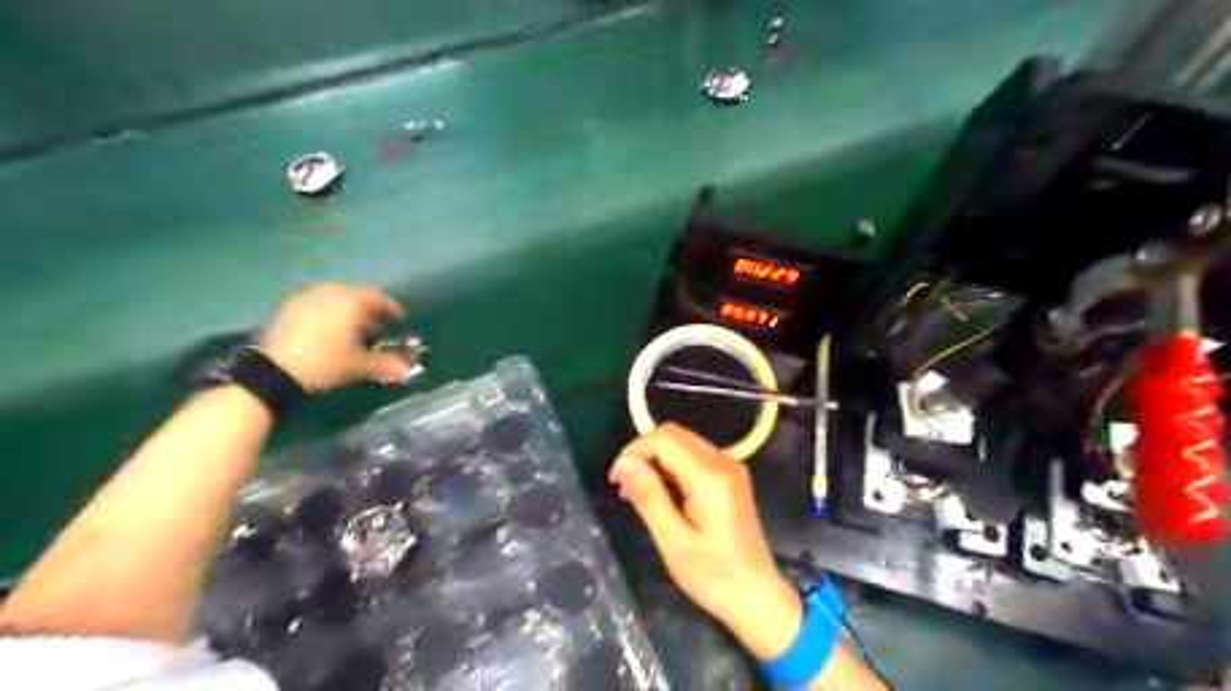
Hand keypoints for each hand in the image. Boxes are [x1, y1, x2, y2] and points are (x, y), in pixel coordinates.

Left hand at [259, 280, 406, 391]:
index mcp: (350, 300)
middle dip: (369, 309)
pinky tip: (331, 331)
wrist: (275, 371)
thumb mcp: (360, 365)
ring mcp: (306, 298)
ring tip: (355, 329)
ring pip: (335, 299)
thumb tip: (407, 371)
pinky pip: (318, 306)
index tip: (399, 319)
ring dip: (348, 310)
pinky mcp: (289, 309)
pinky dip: (329, 314)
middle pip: (356, 295)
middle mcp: (330, 292)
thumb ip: (386, 365)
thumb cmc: (327, 361)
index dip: (392, 308)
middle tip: (379, 324)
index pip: (378, 297)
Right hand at [606, 426, 803, 658]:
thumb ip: (649, 496)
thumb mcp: (672, 540)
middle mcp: (723, 461)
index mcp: (710, 475)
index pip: (664, 439)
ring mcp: (730, 467)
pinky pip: (694, 456)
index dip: (634, 451)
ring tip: (636, 492)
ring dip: (656, 458)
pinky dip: (671, 466)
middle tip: (623, 485)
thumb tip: (625, 463)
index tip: (616, 480)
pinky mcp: (731, 477)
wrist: (757, 597)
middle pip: (674, 434)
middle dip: (643, 452)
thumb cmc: (713, 575)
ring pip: (683, 443)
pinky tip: (660, 492)